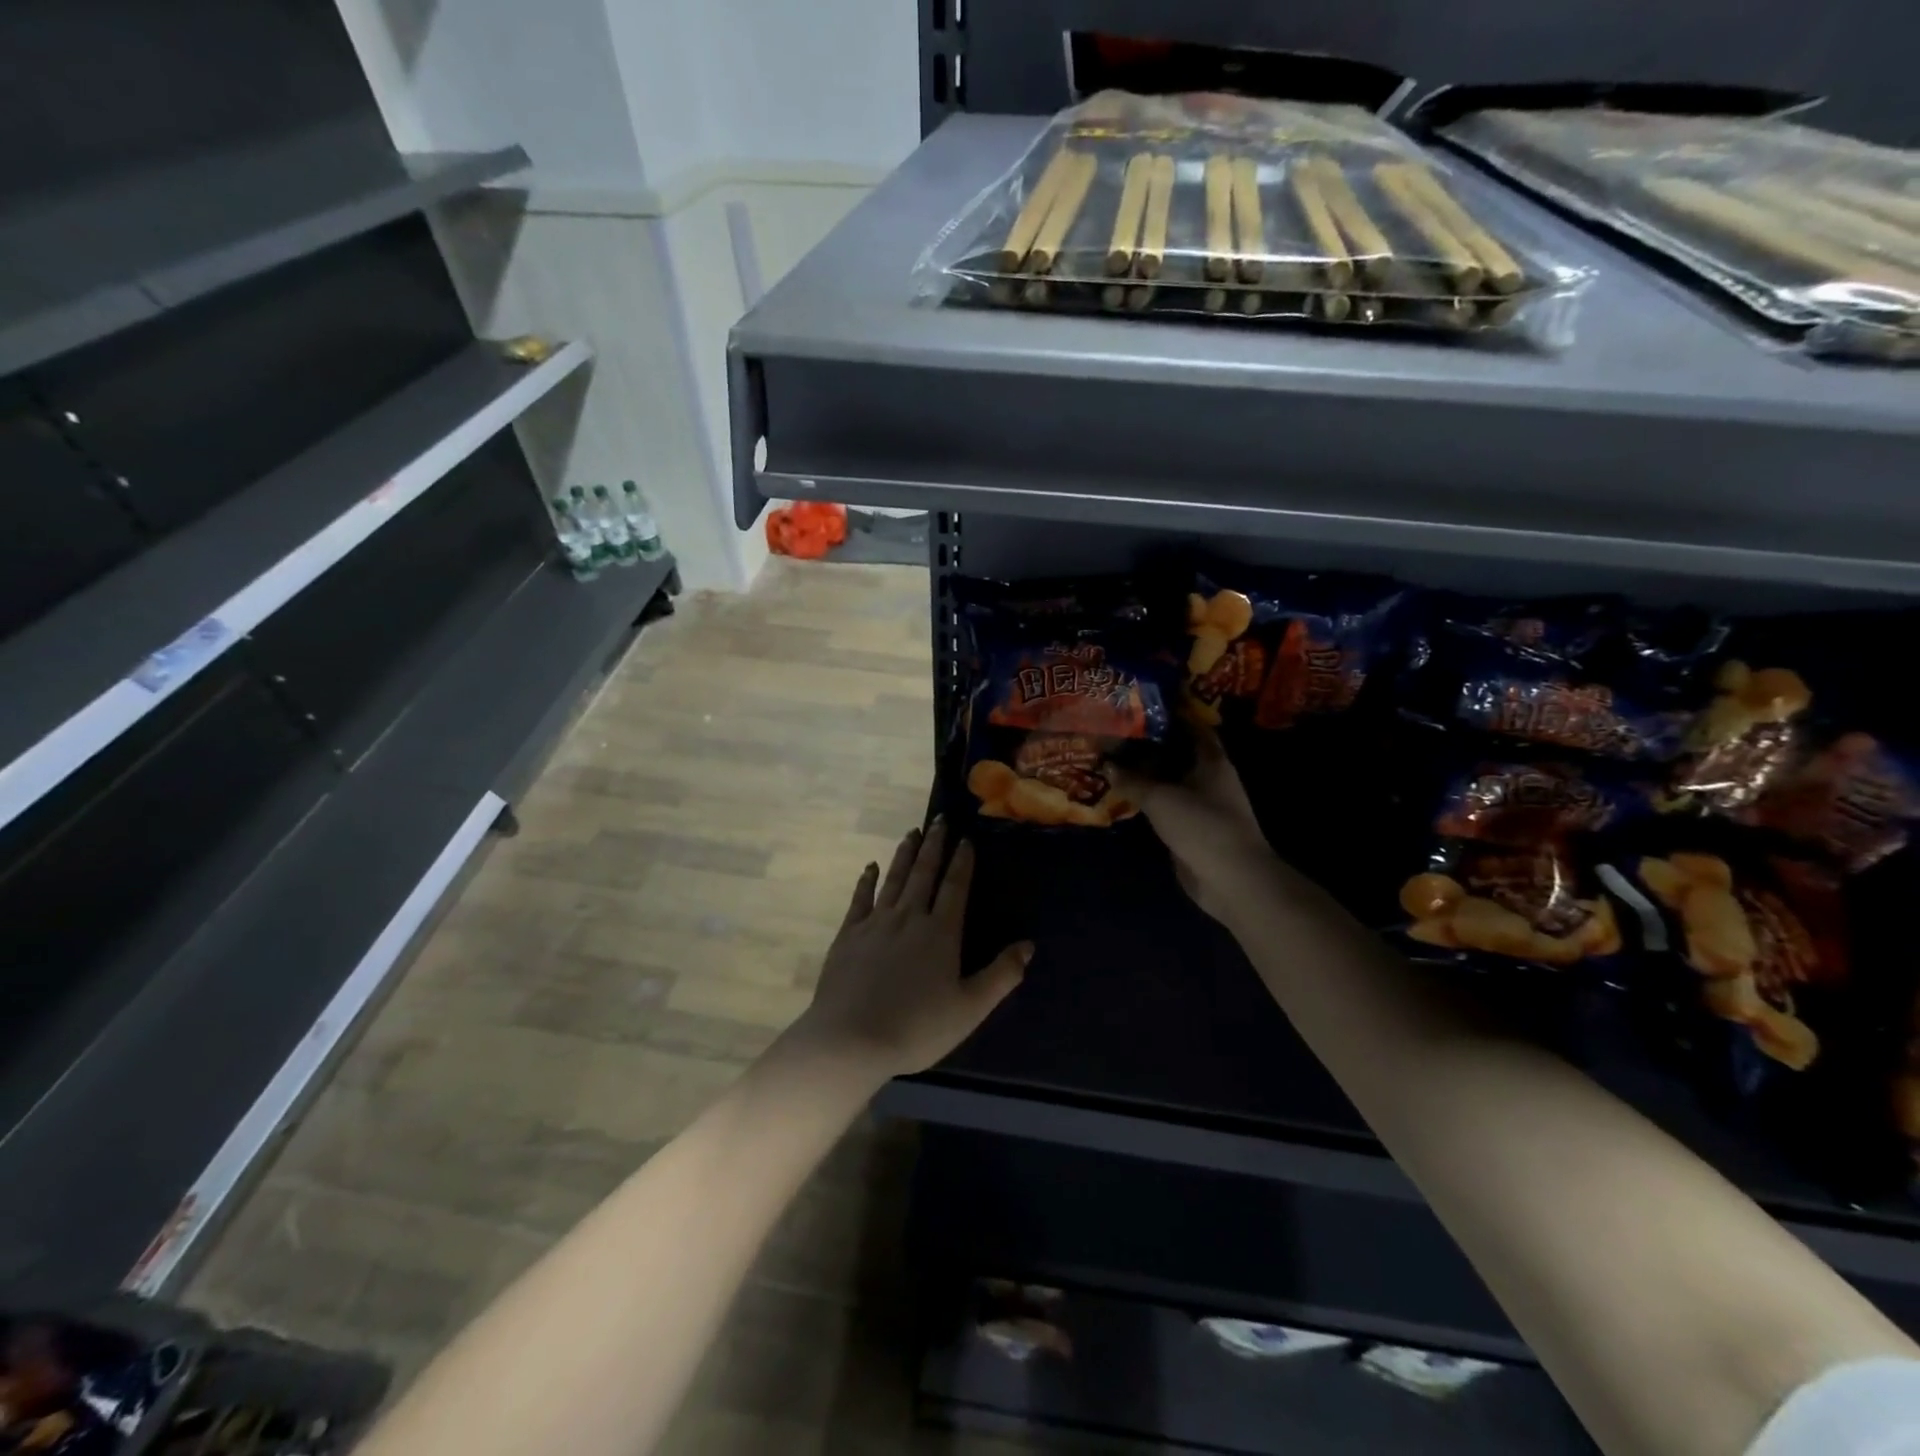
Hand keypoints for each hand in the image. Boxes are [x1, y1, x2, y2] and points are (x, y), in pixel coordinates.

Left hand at [792, 819, 1030, 1081]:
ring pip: (894, 879)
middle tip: (939, 819)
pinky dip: (867, 880)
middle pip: (924, 873)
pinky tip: (871, 867)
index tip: (965, 838)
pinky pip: (861, 898)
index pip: (955, 887)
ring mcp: (875, 923)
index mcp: (940, 933)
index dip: (962, 862)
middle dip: (934, 845)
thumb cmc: (917, 1028)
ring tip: (913, 832)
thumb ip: (1001, 975)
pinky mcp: (848, 935)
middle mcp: (909, 917)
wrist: (851, 1040)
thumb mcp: (970, 1008)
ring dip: (905, 854)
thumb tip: (1028, 945)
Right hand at [1110, 730, 1278, 924]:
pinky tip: (1121, 793)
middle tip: (1116, 732)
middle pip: (1177, 754)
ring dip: (1145, 774)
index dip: (1170, 714)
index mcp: (1212, 761)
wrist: (1230, 879)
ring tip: (1111, 759)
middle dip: (1149, 745)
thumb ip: (1132, 780)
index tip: (1141, 704)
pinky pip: (1164, 806)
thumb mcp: (1161, 798)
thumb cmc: (1202, 825)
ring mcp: (1200, 805)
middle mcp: (1209, 778)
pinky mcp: (1190, 829)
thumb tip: (1107, 764)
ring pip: (1169, 781)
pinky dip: (1146, 800)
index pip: (1192, 726)